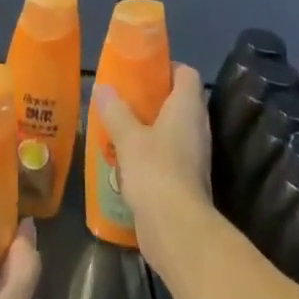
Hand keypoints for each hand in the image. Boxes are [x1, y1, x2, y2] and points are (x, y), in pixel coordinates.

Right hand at [92, 63, 211, 274]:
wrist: (177, 232)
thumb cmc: (156, 171)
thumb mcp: (128, 137)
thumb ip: (114, 110)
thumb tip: (101, 88)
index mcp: (188, 107)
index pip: (186, 74)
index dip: (167, 66)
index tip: (142, 69)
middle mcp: (197, 127)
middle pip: (178, 101)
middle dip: (152, 98)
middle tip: (124, 97)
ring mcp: (194, 156)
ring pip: (172, 130)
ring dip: (149, 127)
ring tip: (120, 125)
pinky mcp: (186, 182)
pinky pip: (168, 156)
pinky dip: (150, 153)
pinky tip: (125, 159)